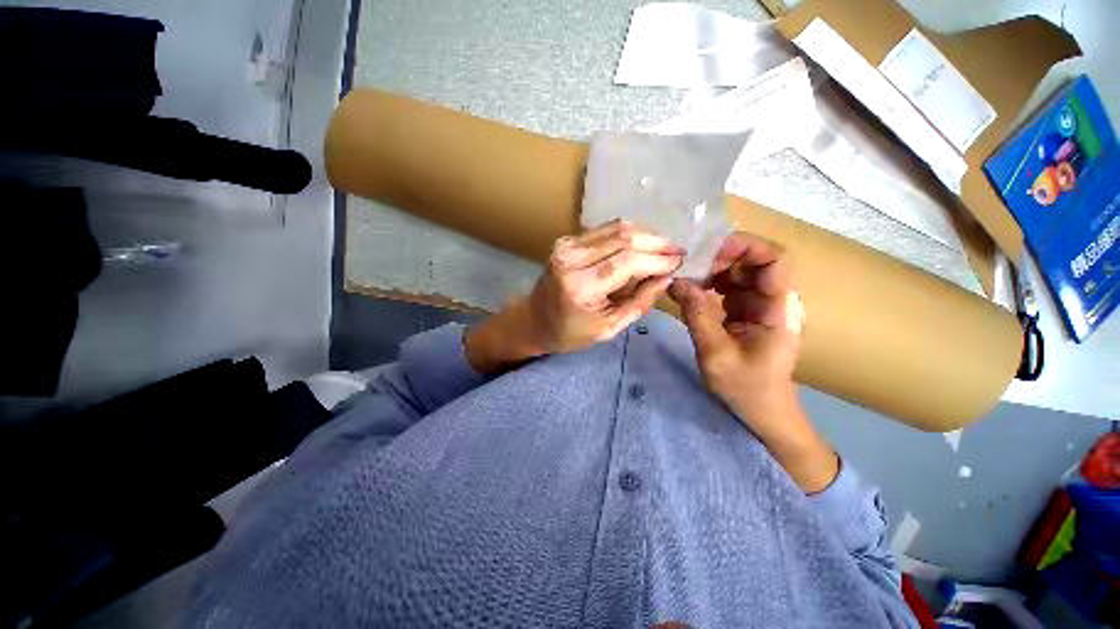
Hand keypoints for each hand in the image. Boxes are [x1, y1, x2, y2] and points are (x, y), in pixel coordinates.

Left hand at [525, 219, 683, 352]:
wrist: (534, 320)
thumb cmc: (570, 333)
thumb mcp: (609, 328)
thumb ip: (640, 302)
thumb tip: (667, 276)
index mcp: (580, 286)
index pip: (627, 262)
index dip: (658, 258)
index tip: (680, 260)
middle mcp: (571, 259)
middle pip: (624, 239)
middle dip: (656, 242)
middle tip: (677, 251)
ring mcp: (566, 245)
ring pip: (616, 228)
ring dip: (645, 235)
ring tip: (664, 247)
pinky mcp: (567, 240)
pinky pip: (604, 230)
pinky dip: (627, 234)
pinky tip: (642, 244)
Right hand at [668, 232, 802, 422]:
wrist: (762, 411)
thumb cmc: (746, 387)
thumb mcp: (715, 352)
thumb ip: (696, 314)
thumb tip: (675, 281)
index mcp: (777, 308)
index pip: (774, 259)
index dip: (745, 246)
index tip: (709, 252)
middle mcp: (773, 299)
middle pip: (753, 261)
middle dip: (720, 259)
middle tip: (689, 269)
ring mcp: (760, 305)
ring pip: (738, 272)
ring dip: (711, 271)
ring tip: (686, 281)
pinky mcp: (747, 311)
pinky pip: (728, 287)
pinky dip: (709, 285)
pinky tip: (691, 293)